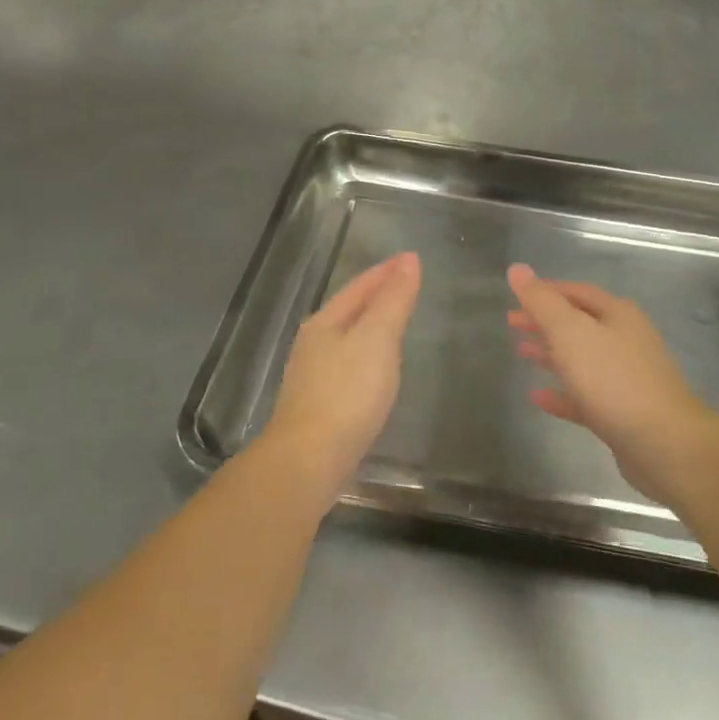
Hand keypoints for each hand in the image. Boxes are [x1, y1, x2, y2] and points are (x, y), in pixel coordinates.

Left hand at [261, 252, 420, 507]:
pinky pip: (348, 365)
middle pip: (349, 310)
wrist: (308, 461)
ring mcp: (312, 376)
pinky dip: (367, 355)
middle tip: (405, 285)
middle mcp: (313, 344)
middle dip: (376, 295)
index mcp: (324, 322)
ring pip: (346, 338)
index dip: (385, 272)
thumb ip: (393, 300)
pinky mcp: (319, 405)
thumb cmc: (346, 394)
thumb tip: (408, 260)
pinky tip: (377, 369)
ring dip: (371, 325)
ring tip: (395, 322)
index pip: (359, 286)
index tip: (410, 258)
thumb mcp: (376, 339)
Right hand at [506, 264, 714, 507]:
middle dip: (545, 321)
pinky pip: (584, 397)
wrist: (665, 444)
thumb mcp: (571, 332)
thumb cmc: (614, 379)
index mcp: (617, 314)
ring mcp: (626, 378)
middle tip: (511, 323)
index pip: (576, 292)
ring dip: (551, 353)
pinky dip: (561, 393)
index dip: (546, 291)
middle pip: (579, 324)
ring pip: (581, 359)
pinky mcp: (622, 413)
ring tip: (520, 352)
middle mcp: (625, 340)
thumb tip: (517, 268)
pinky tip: (537, 397)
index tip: (517, 295)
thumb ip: (542, 302)